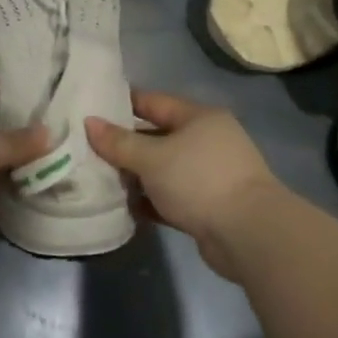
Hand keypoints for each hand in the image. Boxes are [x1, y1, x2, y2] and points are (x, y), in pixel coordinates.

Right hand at [86, 91, 287, 281]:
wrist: (249, 235)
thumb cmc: (199, 181)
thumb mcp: (152, 157)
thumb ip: (119, 142)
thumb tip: (89, 122)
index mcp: (198, 117)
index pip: (152, 101)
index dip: (121, 104)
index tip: (90, 110)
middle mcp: (207, 140)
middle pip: (156, 136)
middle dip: (125, 145)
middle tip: (88, 150)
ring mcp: (210, 174)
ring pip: (163, 168)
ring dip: (136, 176)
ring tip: (101, 179)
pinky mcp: (209, 205)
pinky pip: (171, 196)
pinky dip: (151, 200)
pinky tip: (125, 207)